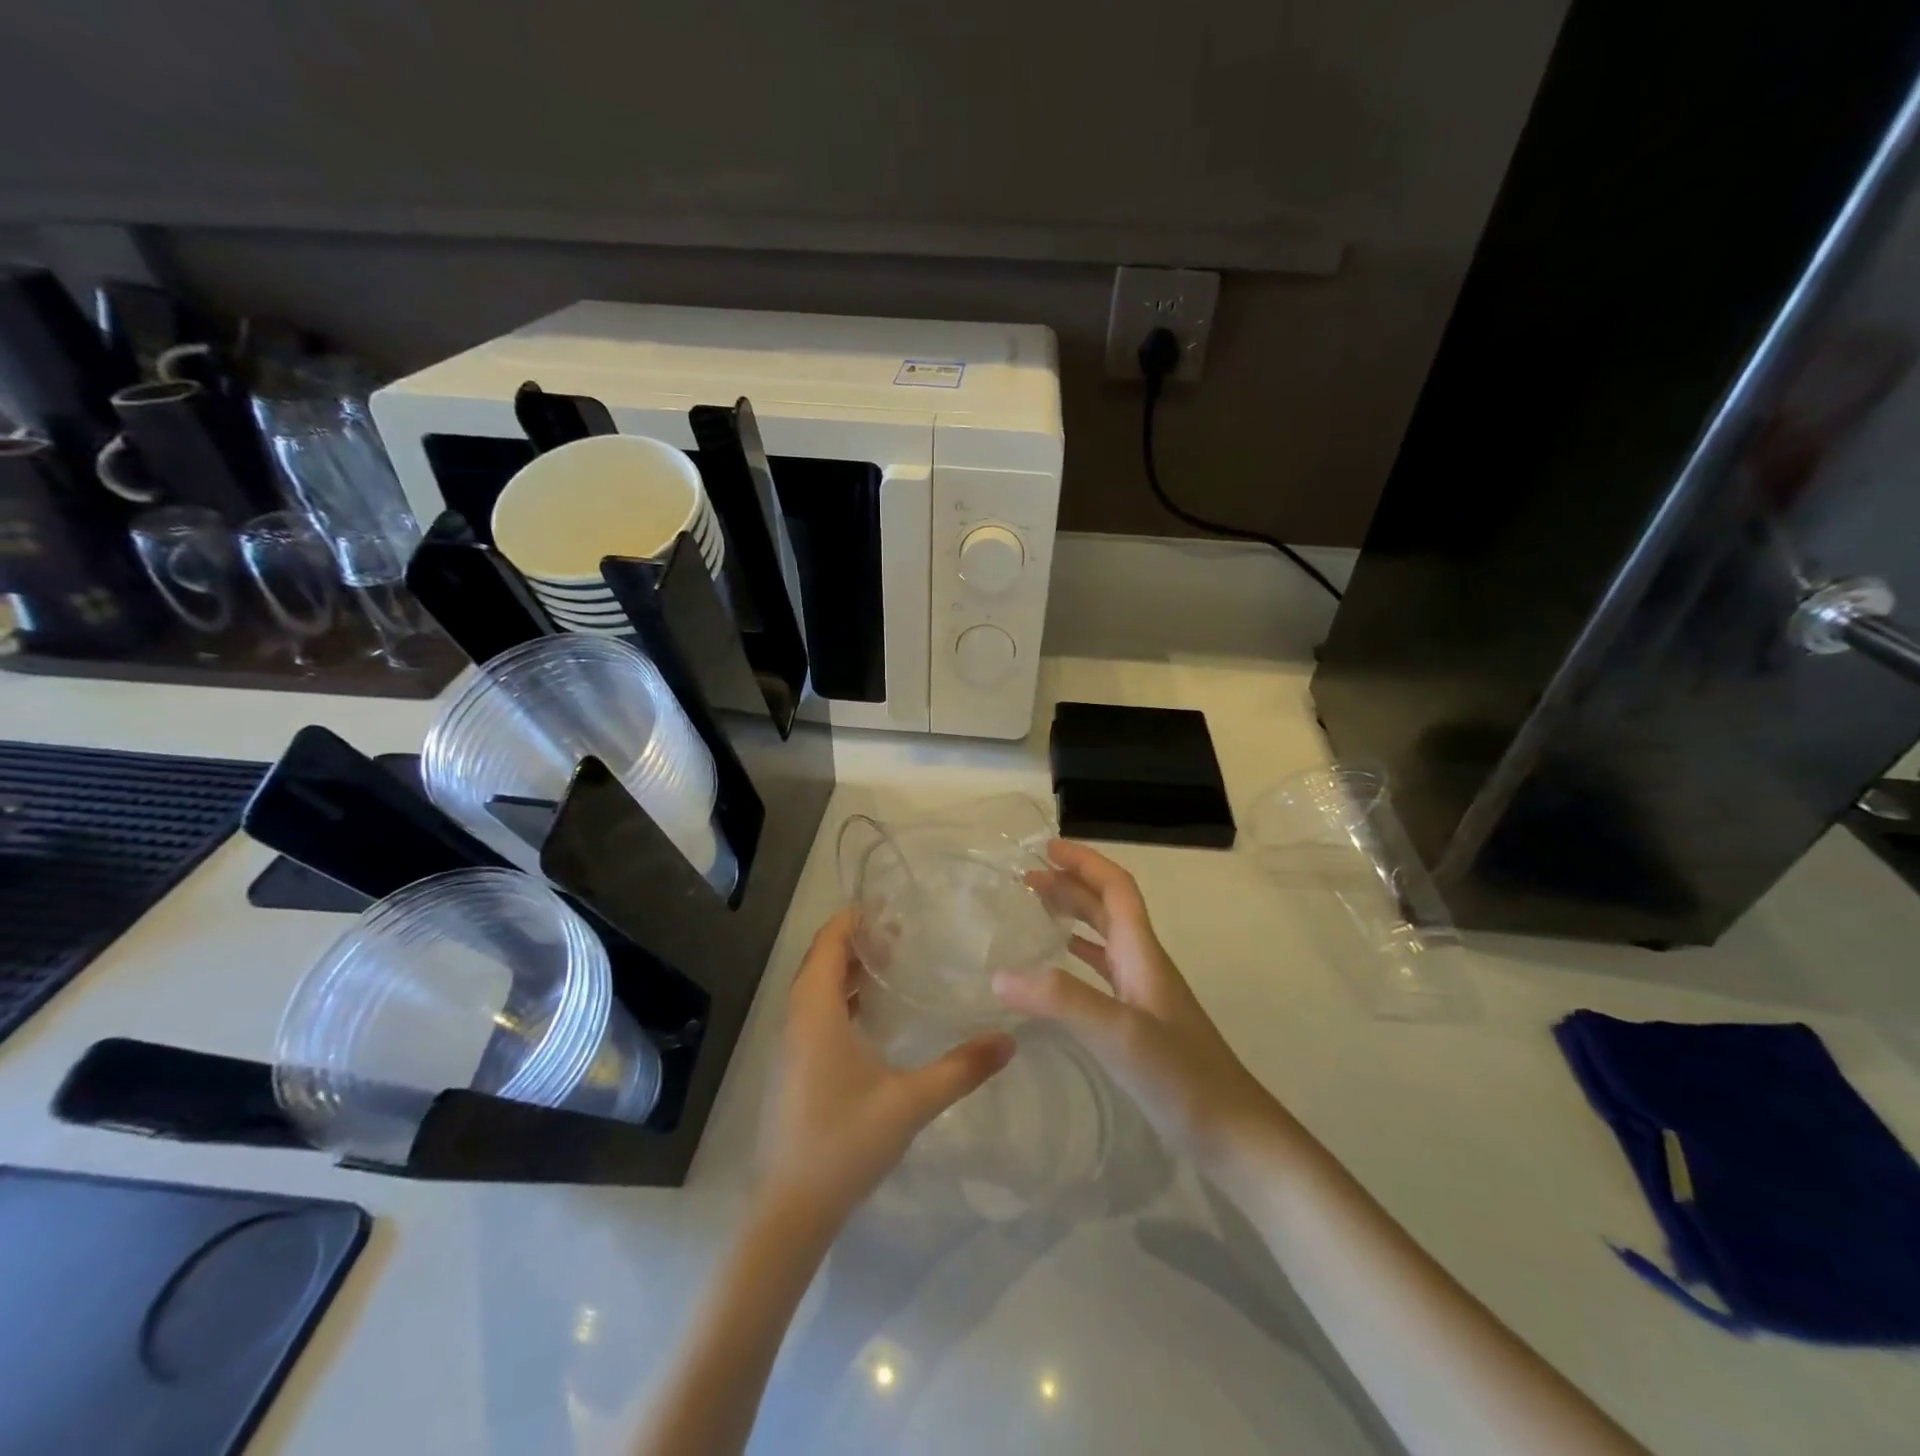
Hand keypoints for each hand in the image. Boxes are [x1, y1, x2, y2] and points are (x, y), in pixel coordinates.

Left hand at [758, 909, 1015, 1229]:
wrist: (790, 1211)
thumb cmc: (845, 1144)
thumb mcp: (911, 1103)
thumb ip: (962, 1068)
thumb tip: (1010, 1039)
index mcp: (816, 1012)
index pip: (829, 943)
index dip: (855, 919)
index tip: (892, 906)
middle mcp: (797, 1019)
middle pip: (822, 960)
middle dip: (858, 941)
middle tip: (904, 935)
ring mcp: (791, 1045)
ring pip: (817, 988)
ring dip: (849, 970)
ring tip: (894, 965)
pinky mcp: (793, 1067)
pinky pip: (815, 1012)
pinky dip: (841, 998)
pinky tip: (873, 1017)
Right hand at [995, 840, 1278, 1167]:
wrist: (1233, 1134)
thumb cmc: (1181, 1077)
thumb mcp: (1119, 1034)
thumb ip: (1061, 1000)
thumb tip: (1000, 974)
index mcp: (1142, 952)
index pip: (1116, 887)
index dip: (1084, 862)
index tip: (1047, 848)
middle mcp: (1143, 963)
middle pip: (1107, 907)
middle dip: (1070, 884)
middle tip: (1026, 879)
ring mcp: (1144, 994)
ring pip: (1104, 937)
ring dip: (1072, 915)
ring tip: (1034, 910)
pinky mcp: (1140, 1022)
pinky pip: (1103, 972)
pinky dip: (1077, 956)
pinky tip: (1058, 969)